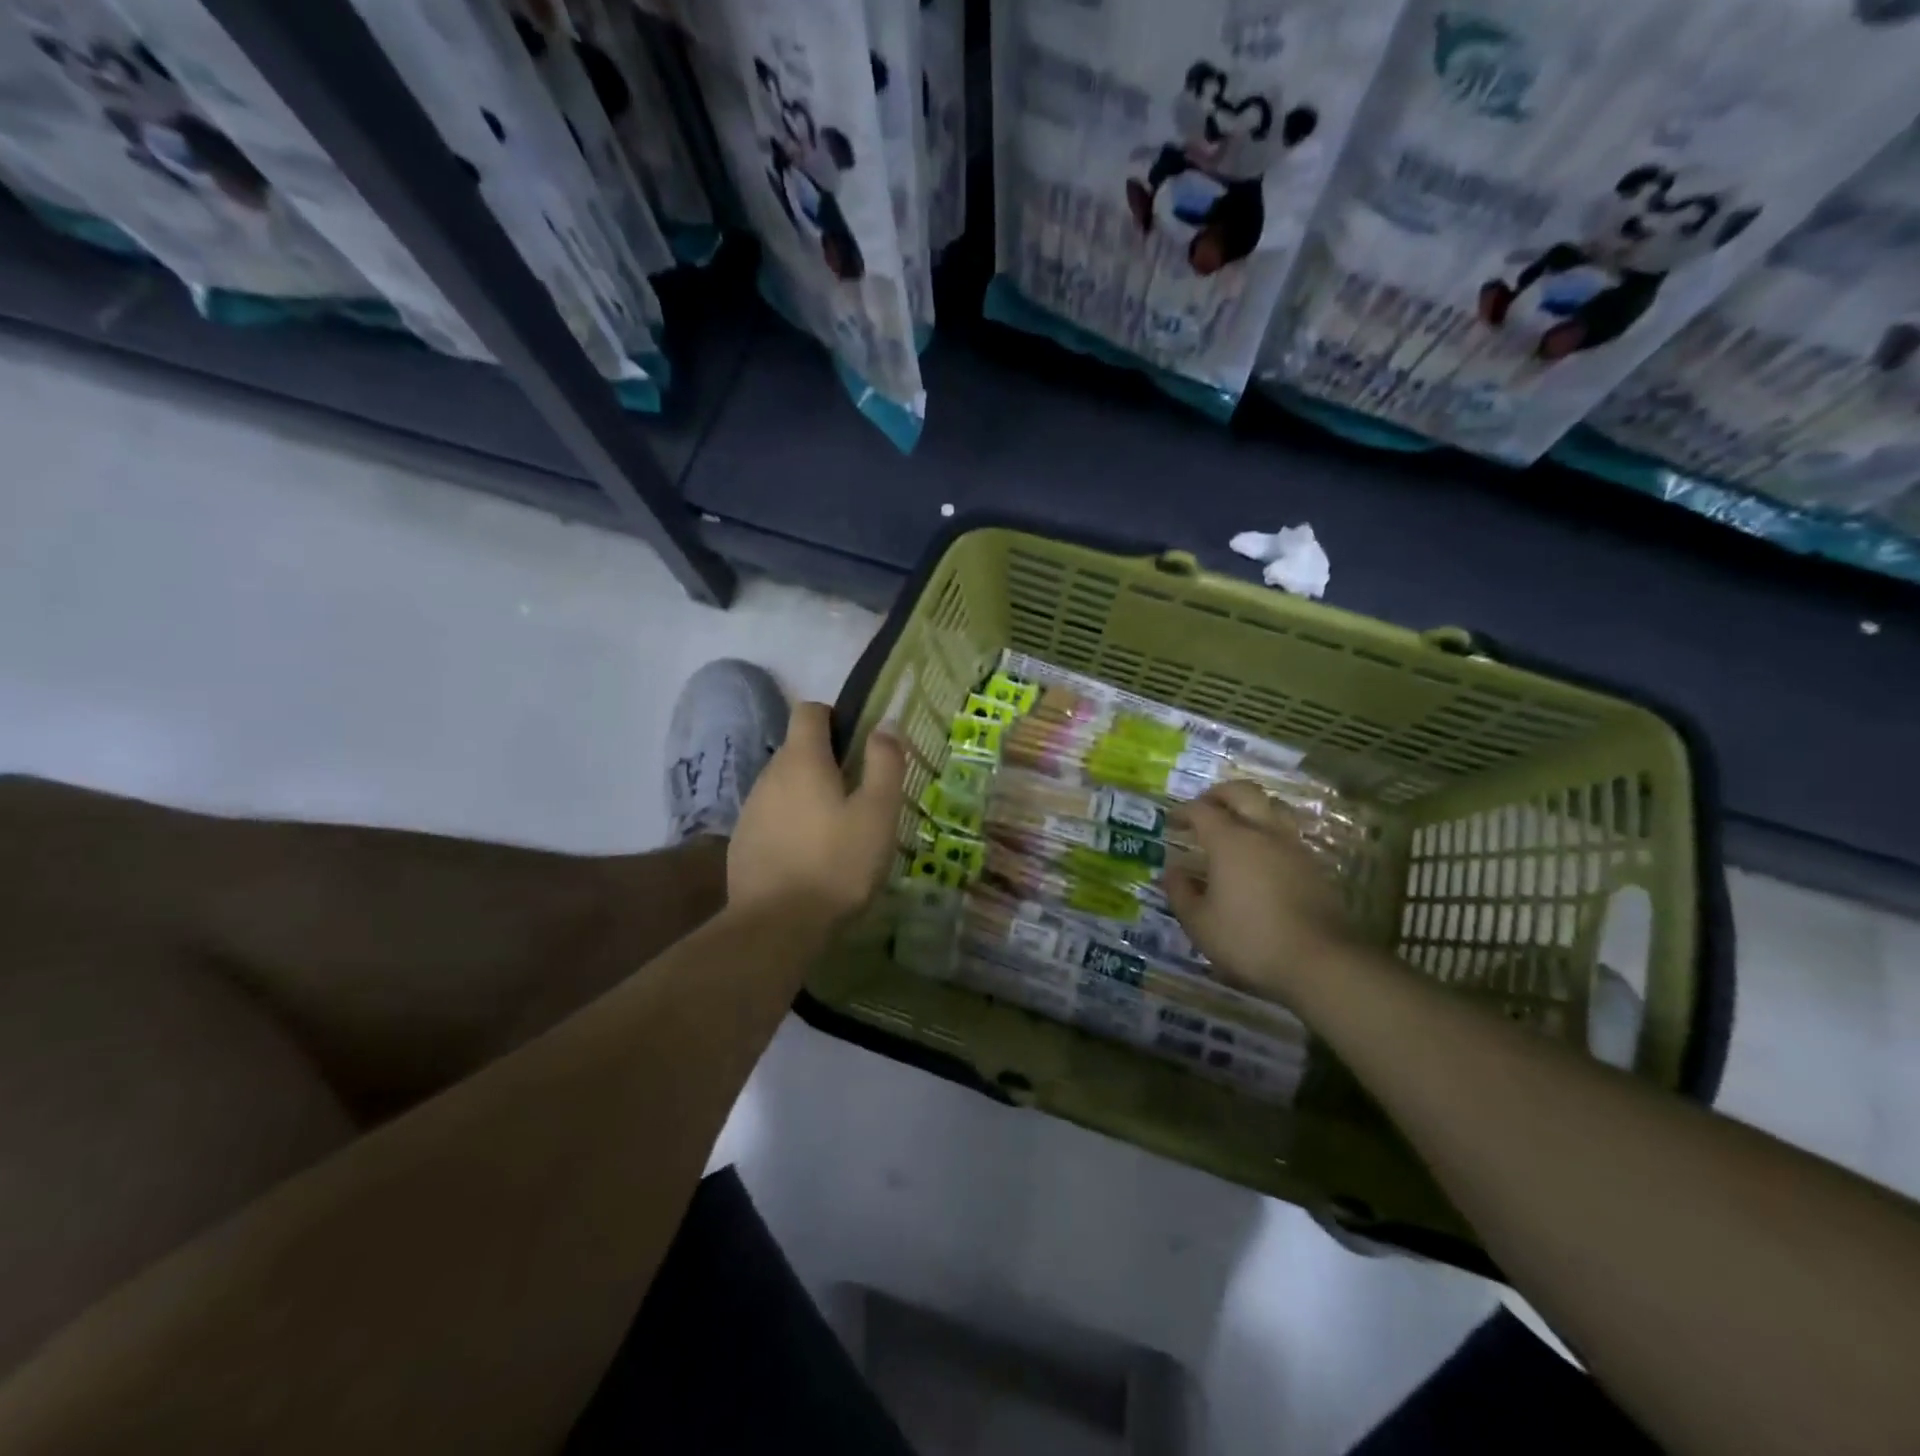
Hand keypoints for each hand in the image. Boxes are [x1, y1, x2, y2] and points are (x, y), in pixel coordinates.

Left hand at [727, 702, 904, 925]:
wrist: (777, 926)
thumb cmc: (837, 864)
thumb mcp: (877, 813)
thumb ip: (885, 763)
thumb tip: (885, 725)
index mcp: (802, 760)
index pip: (809, 711)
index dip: (834, 717)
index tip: (858, 744)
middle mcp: (769, 775)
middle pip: (798, 750)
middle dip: (826, 761)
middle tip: (859, 795)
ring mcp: (751, 810)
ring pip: (784, 786)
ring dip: (808, 795)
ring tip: (837, 831)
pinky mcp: (742, 843)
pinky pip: (772, 818)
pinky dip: (791, 824)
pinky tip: (809, 857)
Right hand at [1166, 781, 1355, 1003]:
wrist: (1319, 962)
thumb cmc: (1249, 939)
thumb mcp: (1199, 923)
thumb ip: (1180, 892)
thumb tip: (1173, 870)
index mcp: (1229, 840)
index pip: (1201, 810)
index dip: (1182, 811)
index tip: (1171, 821)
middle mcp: (1263, 832)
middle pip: (1243, 792)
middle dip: (1219, 794)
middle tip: (1204, 807)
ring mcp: (1293, 847)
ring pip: (1272, 807)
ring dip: (1250, 808)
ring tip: (1236, 825)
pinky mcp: (1314, 865)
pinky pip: (1287, 834)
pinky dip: (1269, 833)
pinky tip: (1261, 856)